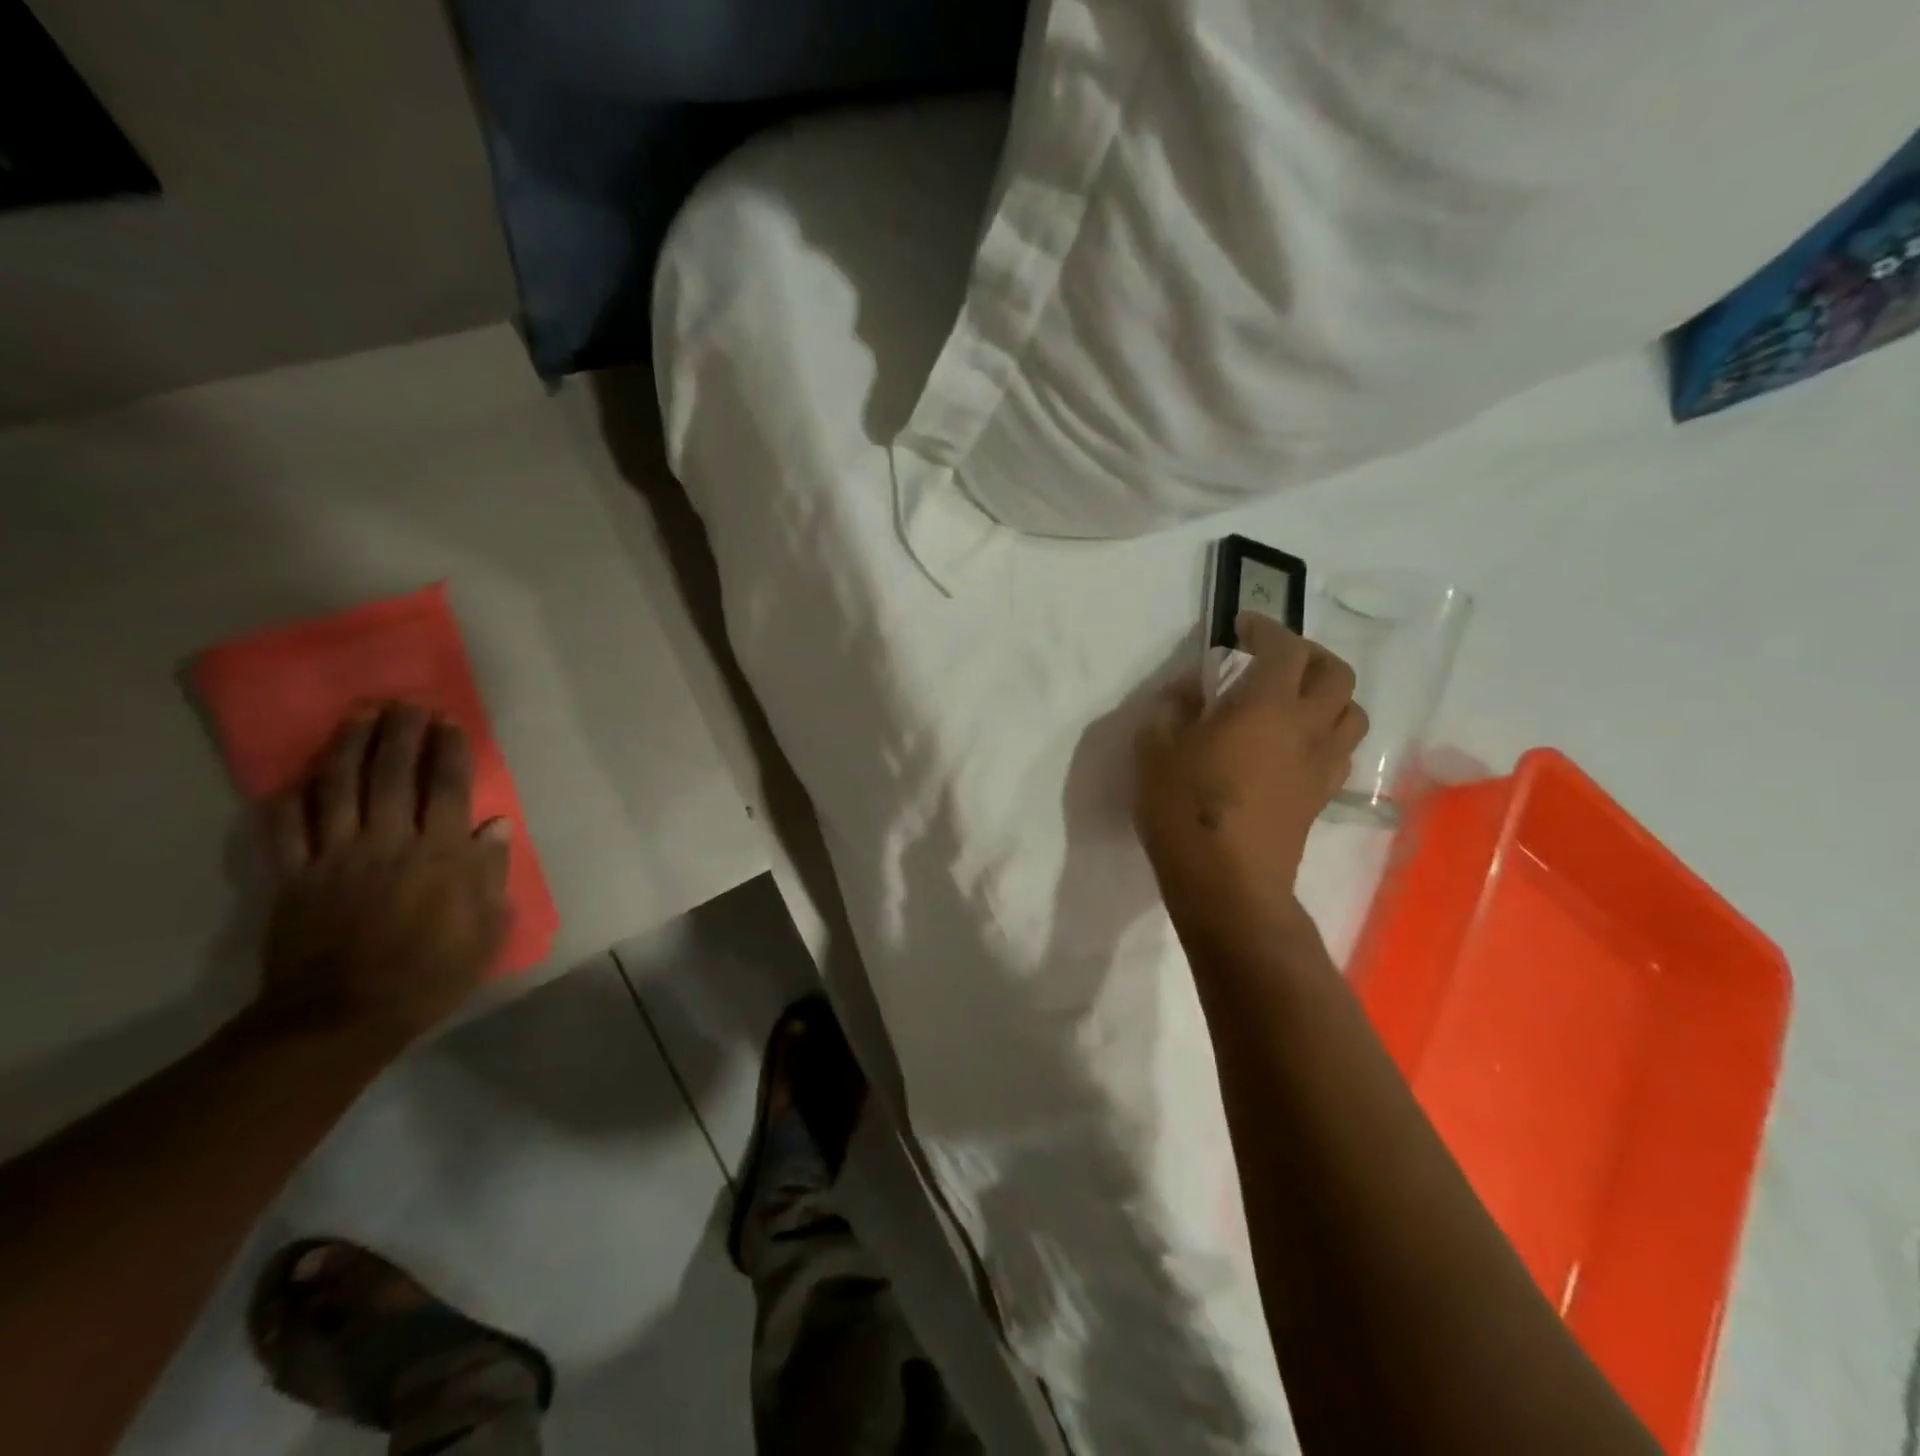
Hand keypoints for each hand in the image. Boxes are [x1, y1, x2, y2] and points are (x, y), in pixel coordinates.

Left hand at [252, 704, 510, 1047]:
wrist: (342, 1016)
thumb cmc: (431, 973)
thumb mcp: (486, 929)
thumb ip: (490, 873)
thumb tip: (495, 826)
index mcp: (440, 856)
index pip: (446, 788)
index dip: (448, 750)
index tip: (448, 721)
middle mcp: (388, 843)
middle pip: (392, 775)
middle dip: (400, 733)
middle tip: (404, 703)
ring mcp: (335, 857)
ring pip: (338, 788)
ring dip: (348, 747)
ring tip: (358, 716)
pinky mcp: (294, 876)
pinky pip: (286, 828)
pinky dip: (290, 798)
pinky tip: (297, 776)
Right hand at [1134, 614, 1367, 946]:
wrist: (1226, 883)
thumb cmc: (1184, 808)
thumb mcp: (1154, 749)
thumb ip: (1171, 709)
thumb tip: (1191, 690)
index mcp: (1266, 705)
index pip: (1283, 647)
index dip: (1265, 627)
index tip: (1241, 626)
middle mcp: (1306, 726)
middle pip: (1335, 673)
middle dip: (1308, 654)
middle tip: (1274, 658)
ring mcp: (1321, 764)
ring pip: (1350, 711)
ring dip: (1327, 693)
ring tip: (1293, 699)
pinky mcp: (1320, 796)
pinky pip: (1339, 749)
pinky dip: (1324, 732)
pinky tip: (1293, 744)